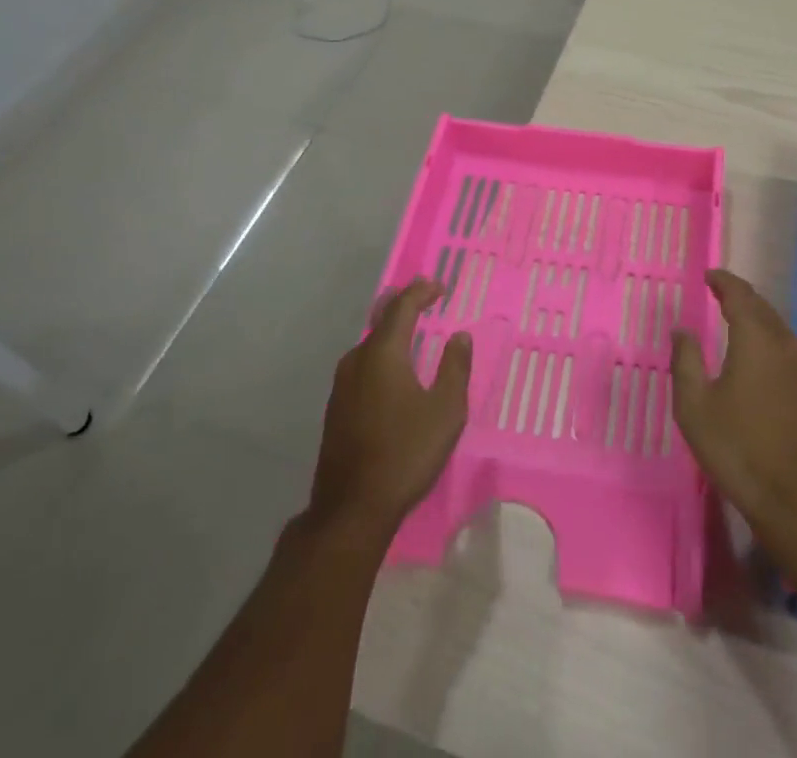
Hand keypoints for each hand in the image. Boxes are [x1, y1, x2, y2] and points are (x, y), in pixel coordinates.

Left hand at [307, 280, 471, 540]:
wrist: (351, 509)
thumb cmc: (405, 454)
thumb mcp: (446, 411)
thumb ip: (455, 368)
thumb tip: (460, 336)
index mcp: (383, 354)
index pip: (401, 307)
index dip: (420, 291)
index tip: (439, 286)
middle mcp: (357, 360)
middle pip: (381, 321)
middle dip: (403, 305)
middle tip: (424, 297)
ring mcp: (342, 385)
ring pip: (369, 344)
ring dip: (391, 330)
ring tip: (411, 327)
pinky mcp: (337, 408)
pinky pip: (363, 365)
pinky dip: (381, 353)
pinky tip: (392, 368)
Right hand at [671, 268, 796, 540]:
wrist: (796, 499)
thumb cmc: (738, 448)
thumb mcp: (695, 406)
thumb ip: (685, 361)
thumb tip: (682, 329)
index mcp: (755, 338)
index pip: (740, 295)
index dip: (723, 281)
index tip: (708, 275)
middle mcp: (781, 344)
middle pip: (760, 306)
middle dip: (739, 294)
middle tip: (717, 290)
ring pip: (774, 325)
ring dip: (753, 314)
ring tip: (731, 313)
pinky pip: (781, 343)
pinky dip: (764, 333)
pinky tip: (752, 349)